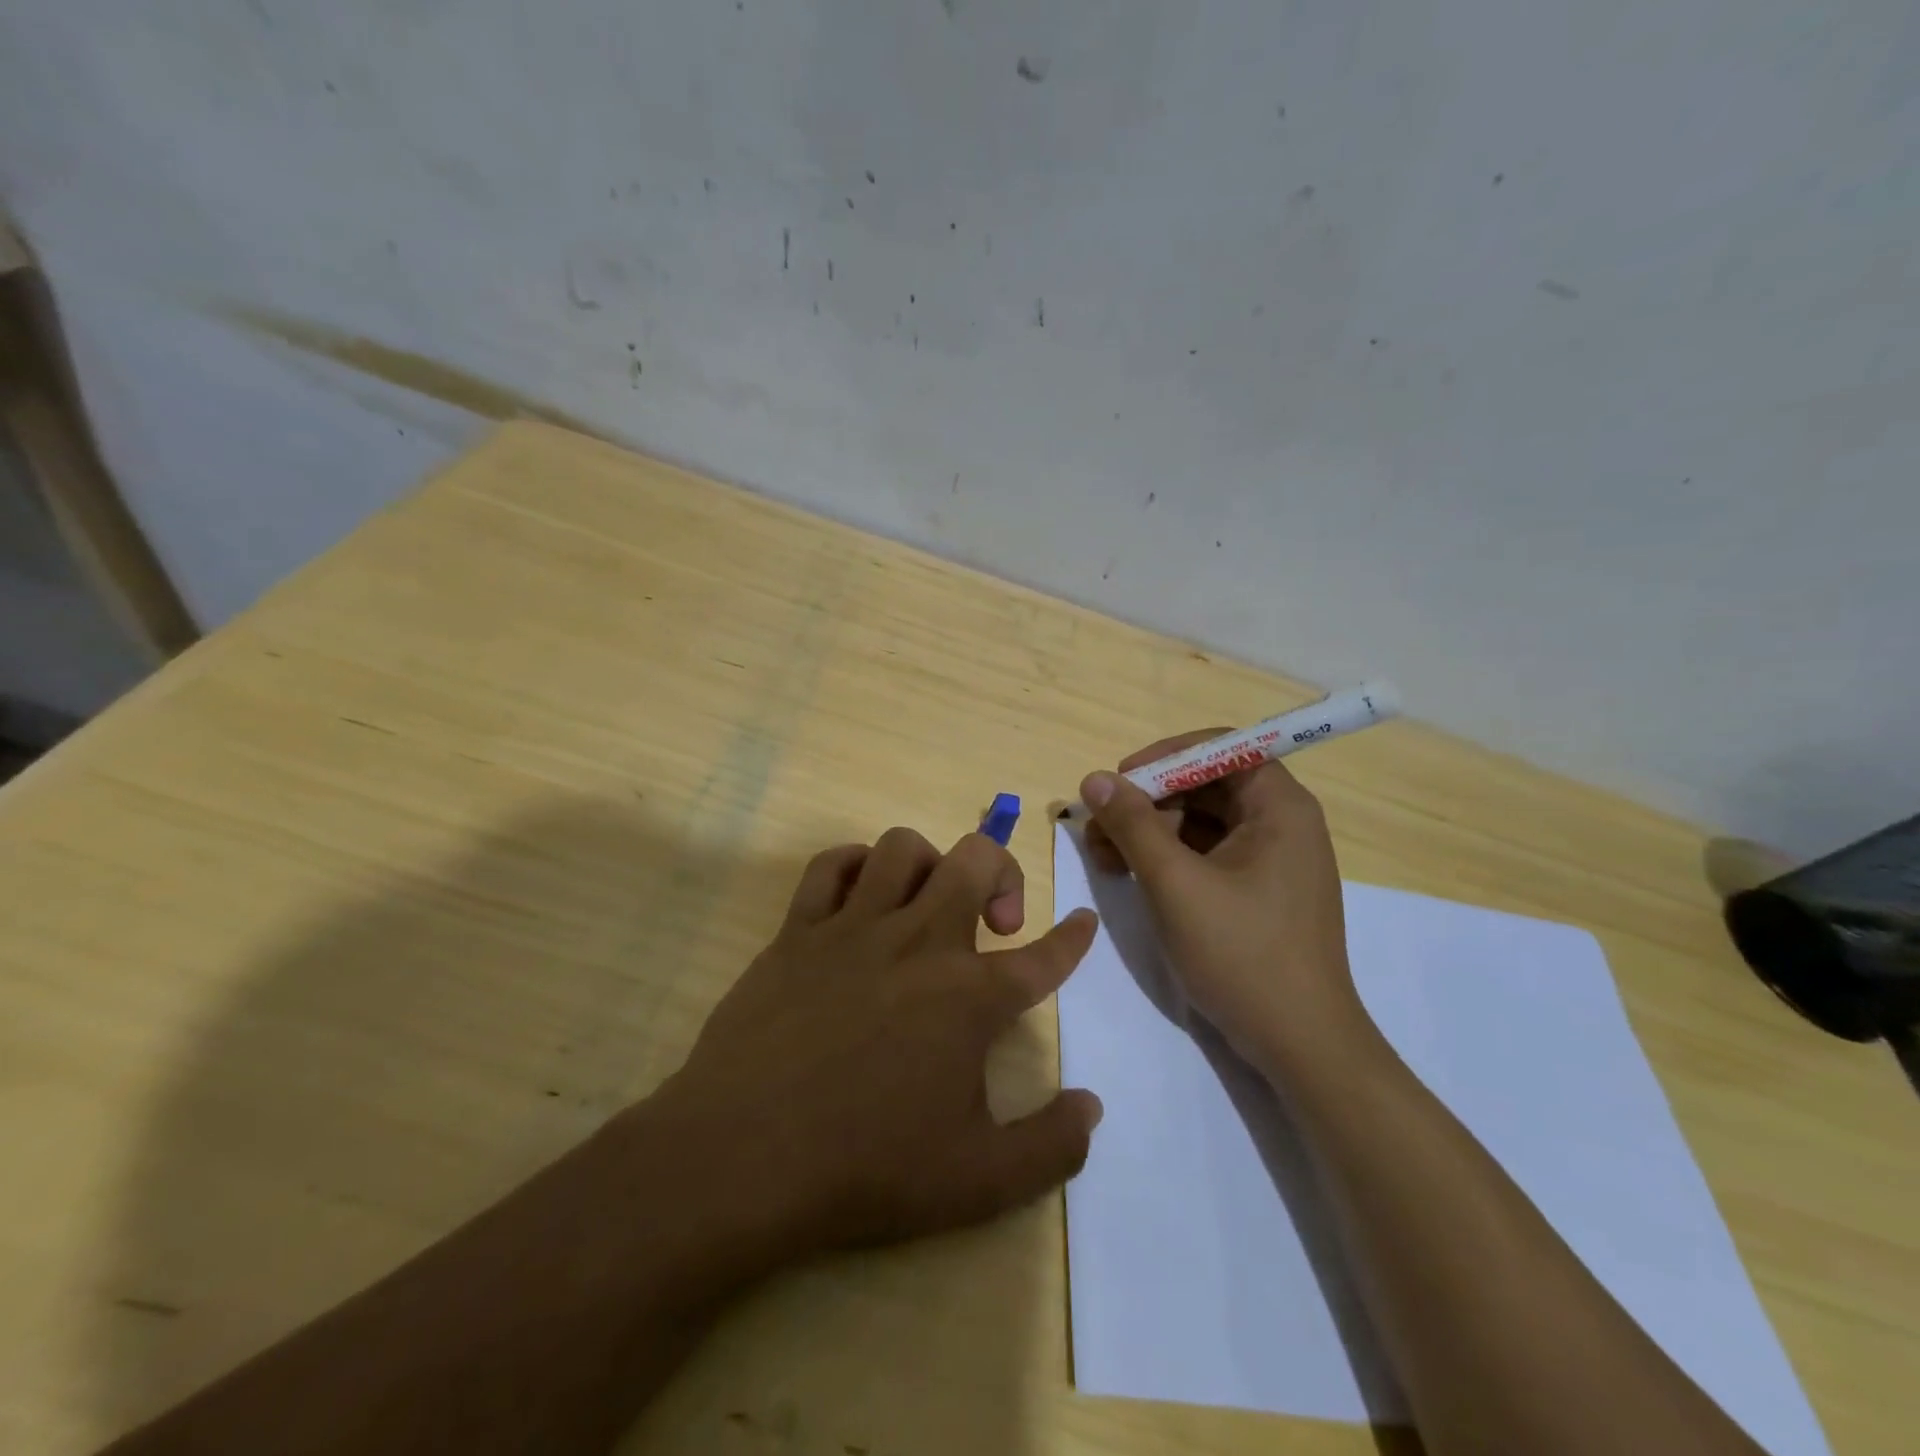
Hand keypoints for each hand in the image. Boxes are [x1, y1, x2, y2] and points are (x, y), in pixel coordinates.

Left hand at [658, 827, 1102, 1258]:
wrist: (744, 1158)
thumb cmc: (867, 1168)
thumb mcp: (980, 1182)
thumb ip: (1051, 1146)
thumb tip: (1091, 1107)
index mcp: (970, 998)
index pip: (1044, 956)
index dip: (1073, 938)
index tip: (1084, 921)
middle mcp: (919, 942)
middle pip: (976, 860)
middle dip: (1003, 872)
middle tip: (996, 922)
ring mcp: (854, 928)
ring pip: (903, 848)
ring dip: (931, 864)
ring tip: (929, 903)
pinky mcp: (798, 930)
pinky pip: (830, 865)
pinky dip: (855, 866)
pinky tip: (860, 896)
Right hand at [1081, 733, 1371, 1073]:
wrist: (1299, 1046)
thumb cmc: (1242, 953)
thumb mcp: (1175, 883)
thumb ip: (1133, 824)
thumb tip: (1094, 779)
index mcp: (1279, 807)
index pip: (1220, 749)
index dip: (1165, 757)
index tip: (1120, 781)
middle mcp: (1281, 824)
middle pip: (1205, 785)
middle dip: (1148, 801)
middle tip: (1099, 826)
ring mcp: (1270, 861)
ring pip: (1200, 822)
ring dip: (1149, 831)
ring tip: (1103, 855)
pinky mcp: (1257, 892)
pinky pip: (1206, 855)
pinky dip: (1167, 858)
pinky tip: (1129, 875)